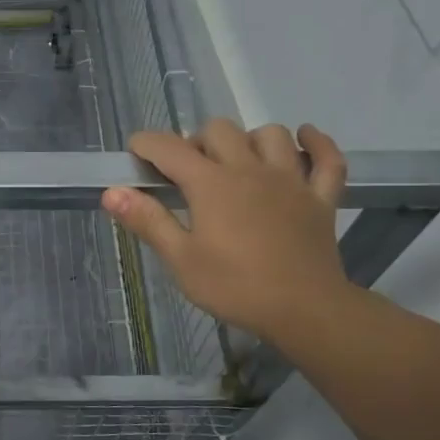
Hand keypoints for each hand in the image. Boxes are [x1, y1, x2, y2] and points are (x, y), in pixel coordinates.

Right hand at [102, 119, 354, 347]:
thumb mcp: (182, 260)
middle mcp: (250, 169)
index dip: (147, 144)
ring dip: (249, 140)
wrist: (305, 310)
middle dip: (197, 141)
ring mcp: (291, 180)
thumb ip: (148, 221)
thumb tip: (112, 192)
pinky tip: (304, 140)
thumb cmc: (235, 287)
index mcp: (211, 184)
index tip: (135, 153)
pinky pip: (327, 158)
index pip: (170, 148)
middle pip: (220, 130)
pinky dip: (317, 143)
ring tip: (238, 162)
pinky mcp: (321, 197)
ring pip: (271, 134)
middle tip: (188, 172)